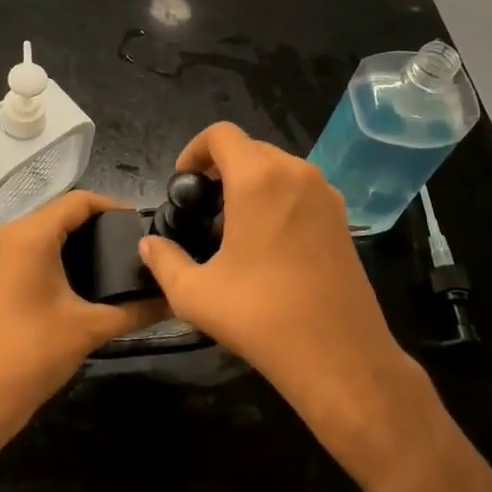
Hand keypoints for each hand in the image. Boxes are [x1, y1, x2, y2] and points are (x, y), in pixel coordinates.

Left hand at [0, 191, 167, 436]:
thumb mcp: (91, 328)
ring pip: (46, 227)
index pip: (79, 201)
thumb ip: (135, 310)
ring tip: (116, 257)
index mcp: (30, 235)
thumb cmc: (35, 354)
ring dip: (78, 236)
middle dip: (98, 223)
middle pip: (61, 211)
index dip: (113, 207)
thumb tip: (173, 300)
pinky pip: (33, 244)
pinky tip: (85, 272)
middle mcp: (9, 232)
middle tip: (133, 244)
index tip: (142, 227)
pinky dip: (59, 249)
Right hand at [138, 123, 439, 483]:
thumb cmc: (261, 316)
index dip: (194, 150)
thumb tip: (149, 244)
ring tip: (232, 226)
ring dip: (251, 182)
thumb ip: (164, 260)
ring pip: (278, 168)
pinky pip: (301, 189)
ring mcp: (325, 194)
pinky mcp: (342, 219)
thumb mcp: (195, 293)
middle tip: (202, 208)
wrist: (340, 356)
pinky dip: (278, 198)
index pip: (221, 134)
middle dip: (221, 168)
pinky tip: (267, 243)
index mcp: (258, 179)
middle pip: (250, 148)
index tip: (183, 183)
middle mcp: (296, 173)